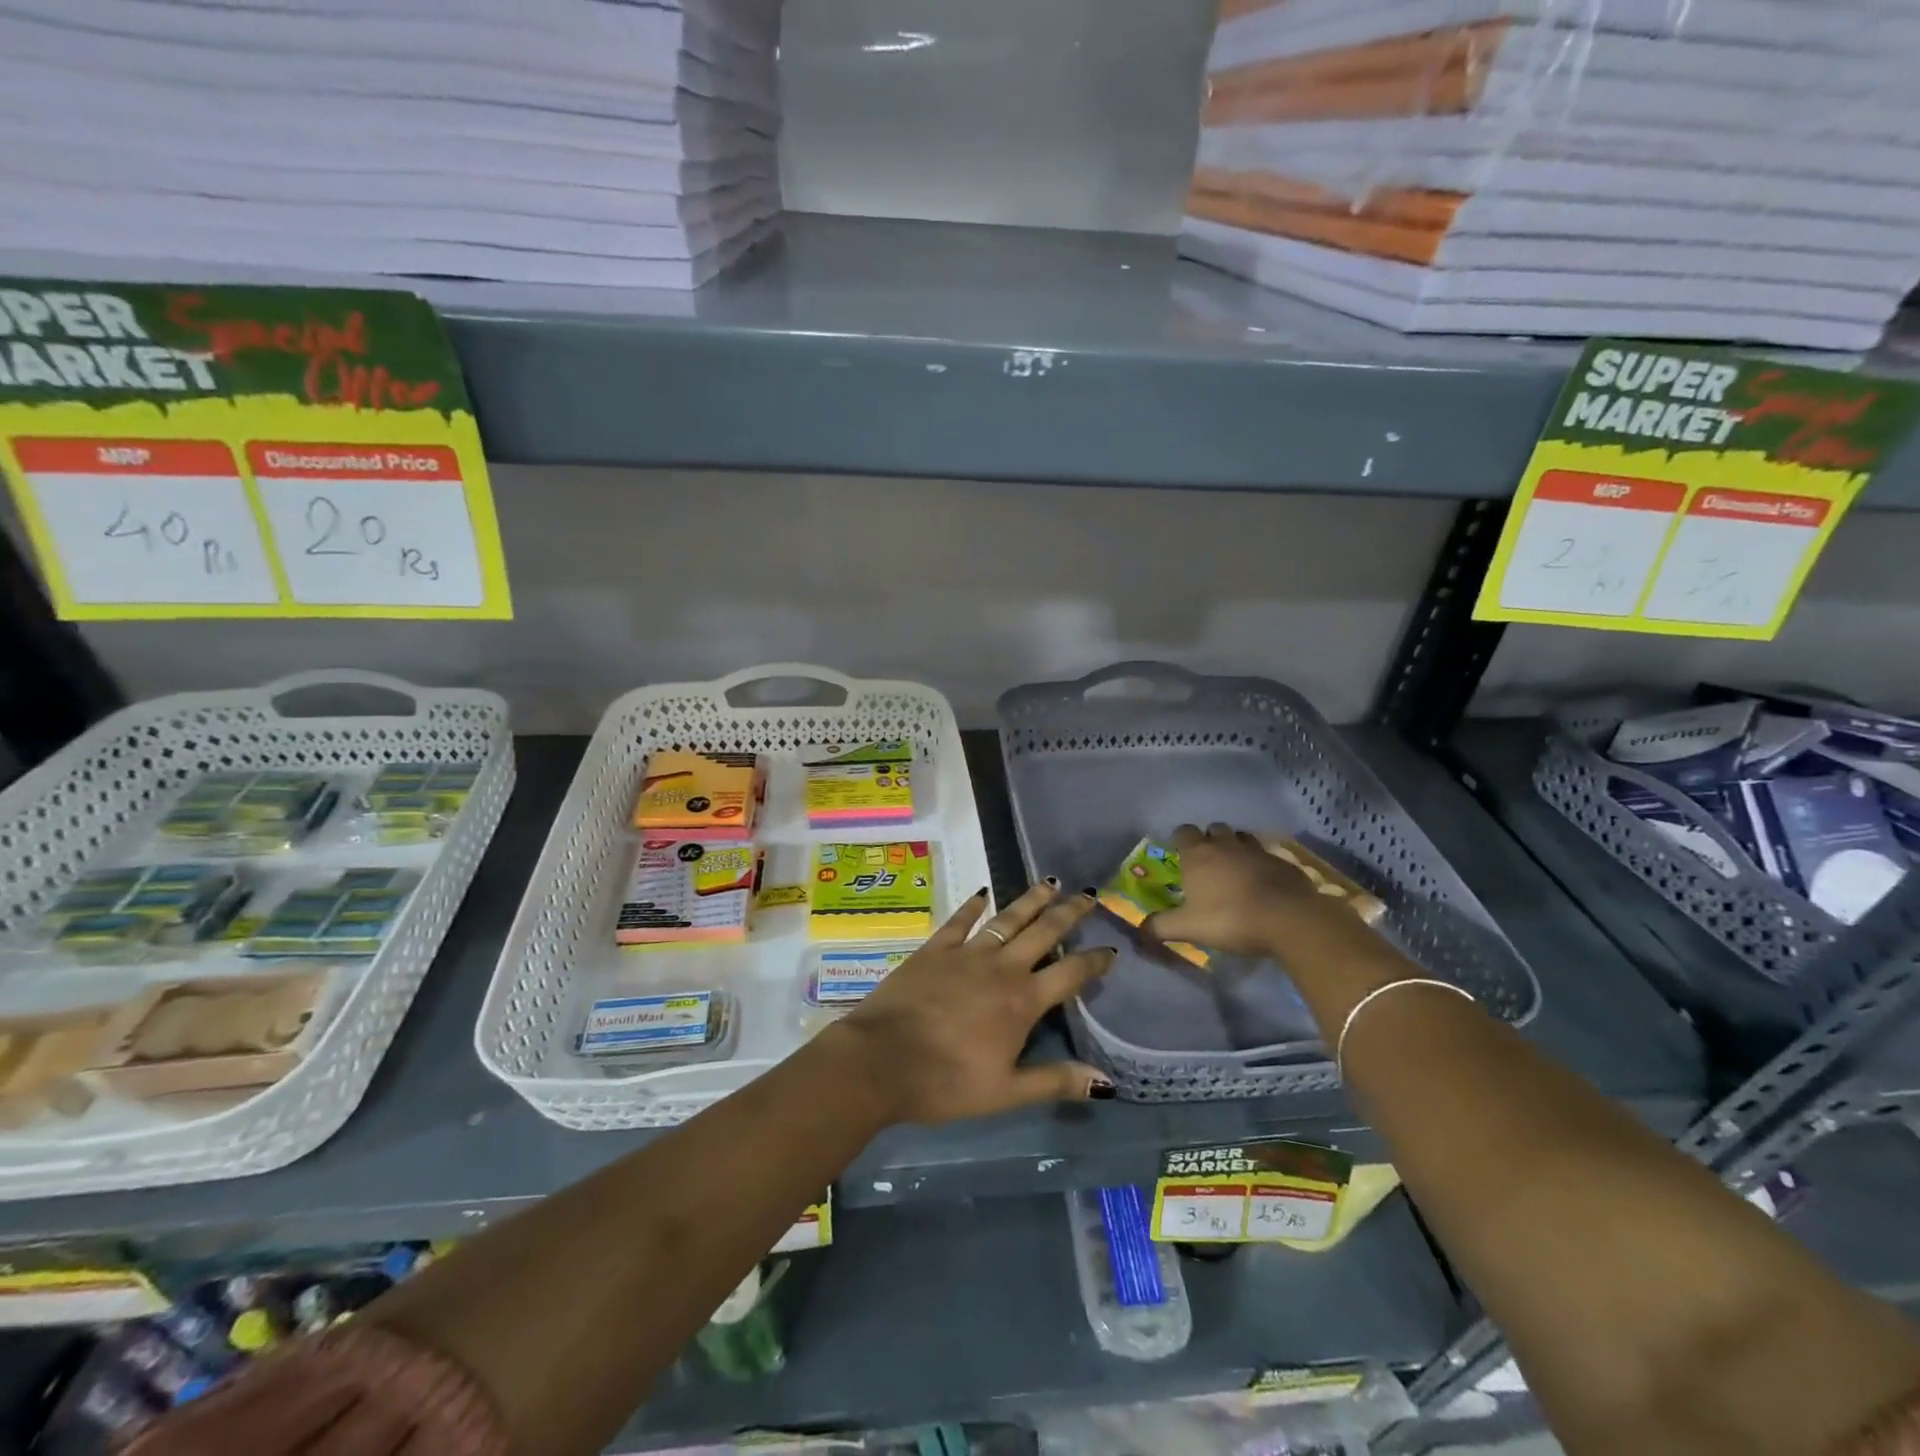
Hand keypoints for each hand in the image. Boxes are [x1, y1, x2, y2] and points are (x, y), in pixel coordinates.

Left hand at [829, 883, 1117, 1125]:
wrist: (881, 1060)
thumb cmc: (946, 1082)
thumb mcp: (1006, 1092)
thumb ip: (1056, 1081)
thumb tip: (1107, 1082)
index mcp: (1023, 1001)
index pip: (1070, 973)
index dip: (1093, 961)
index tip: (1110, 949)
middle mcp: (1001, 967)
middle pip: (1043, 932)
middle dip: (1069, 913)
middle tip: (1088, 894)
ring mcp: (967, 953)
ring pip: (1008, 918)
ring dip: (1031, 900)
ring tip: (1050, 882)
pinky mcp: (935, 948)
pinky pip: (960, 920)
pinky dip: (974, 905)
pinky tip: (984, 892)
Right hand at [1143, 822, 1354, 956]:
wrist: (1288, 919)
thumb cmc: (1230, 918)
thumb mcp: (1188, 928)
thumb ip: (1160, 927)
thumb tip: (1140, 930)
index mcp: (1198, 854)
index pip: (1183, 831)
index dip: (1180, 840)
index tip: (1180, 856)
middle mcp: (1226, 844)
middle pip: (1214, 829)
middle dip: (1209, 841)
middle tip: (1208, 864)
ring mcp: (1257, 850)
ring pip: (1242, 838)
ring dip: (1236, 848)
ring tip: (1235, 869)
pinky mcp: (1283, 862)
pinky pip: (1266, 855)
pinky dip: (1261, 864)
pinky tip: (1263, 883)